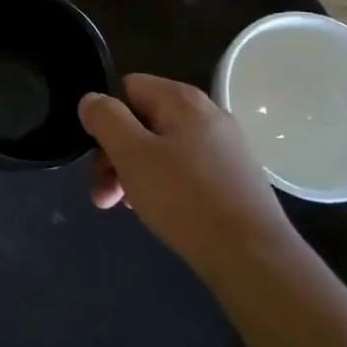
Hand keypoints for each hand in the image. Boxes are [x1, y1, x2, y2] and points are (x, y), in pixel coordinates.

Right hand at [79, 74, 296, 280]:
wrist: (254, 258)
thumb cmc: (185, 198)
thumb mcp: (131, 154)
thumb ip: (105, 118)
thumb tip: (92, 100)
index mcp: (182, 100)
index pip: (127, 88)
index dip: (107, 117)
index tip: (98, 154)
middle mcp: (207, 115)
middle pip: (143, 121)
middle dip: (115, 154)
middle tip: (103, 194)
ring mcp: (225, 147)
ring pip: (161, 149)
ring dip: (135, 174)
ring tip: (125, 208)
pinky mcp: (234, 178)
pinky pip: (185, 170)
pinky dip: (164, 186)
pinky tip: (157, 212)